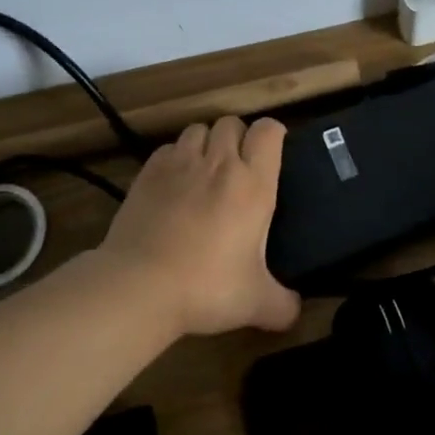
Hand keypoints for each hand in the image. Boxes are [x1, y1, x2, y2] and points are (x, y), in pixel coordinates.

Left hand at [97, 115, 298, 337]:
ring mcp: (180, 164)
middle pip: (232, 123)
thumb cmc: (207, 288)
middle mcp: (219, 164)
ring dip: (206, 144)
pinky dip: (176, 158)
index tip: (273, 153)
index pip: (269, 131)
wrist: (140, 286)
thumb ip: (284, 305)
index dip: (274, 135)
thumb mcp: (256, 303)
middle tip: (238, 168)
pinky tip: (174, 185)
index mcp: (254, 184)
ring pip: (198, 130)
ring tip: (205, 172)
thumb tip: (295, 311)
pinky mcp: (148, 172)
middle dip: (238, 138)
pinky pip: (168, 149)